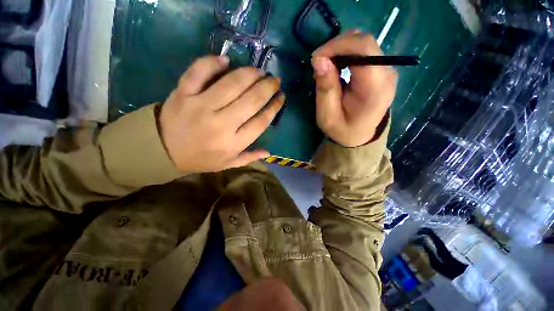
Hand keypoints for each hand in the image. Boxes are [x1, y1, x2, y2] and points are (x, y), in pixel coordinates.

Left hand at [159, 56, 284, 173]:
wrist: (163, 150)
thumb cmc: (200, 159)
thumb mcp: (227, 164)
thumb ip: (249, 157)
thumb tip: (269, 152)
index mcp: (233, 143)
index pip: (261, 122)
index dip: (274, 107)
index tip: (281, 97)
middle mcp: (221, 124)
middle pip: (251, 100)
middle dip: (268, 87)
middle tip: (275, 80)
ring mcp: (200, 106)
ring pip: (231, 84)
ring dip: (250, 74)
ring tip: (259, 71)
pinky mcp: (183, 93)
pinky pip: (199, 71)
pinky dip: (212, 62)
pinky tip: (226, 60)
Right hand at [311, 32, 397, 146]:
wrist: (360, 136)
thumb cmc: (343, 129)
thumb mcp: (327, 115)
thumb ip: (325, 88)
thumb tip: (319, 60)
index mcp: (374, 87)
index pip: (363, 48)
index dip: (337, 45)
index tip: (317, 58)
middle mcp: (386, 73)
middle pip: (364, 42)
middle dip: (337, 46)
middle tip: (319, 63)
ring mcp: (387, 70)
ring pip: (363, 44)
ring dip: (340, 50)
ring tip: (326, 66)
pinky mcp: (382, 69)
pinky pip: (364, 52)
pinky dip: (346, 54)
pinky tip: (336, 67)